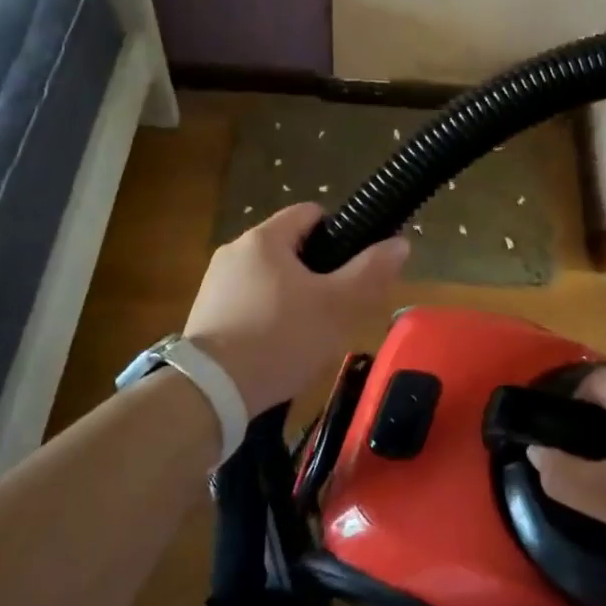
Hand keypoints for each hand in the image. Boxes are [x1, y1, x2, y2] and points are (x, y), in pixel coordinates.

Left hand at [185, 204, 409, 413]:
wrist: (210, 392)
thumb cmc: (281, 337)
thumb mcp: (337, 306)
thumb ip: (371, 272)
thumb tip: (400, 243)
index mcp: (264, 238)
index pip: (310, 213)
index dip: (340, 233)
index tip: (354, 267)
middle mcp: (234, 251)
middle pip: (290, 248)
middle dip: (318, 272)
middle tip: (338, 307)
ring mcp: (215, 284)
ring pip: (270, 278)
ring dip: (293, 297)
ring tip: (310, 334)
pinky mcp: (205, 315)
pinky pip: (248, 303)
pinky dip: (268, 317)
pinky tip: (278, 349)